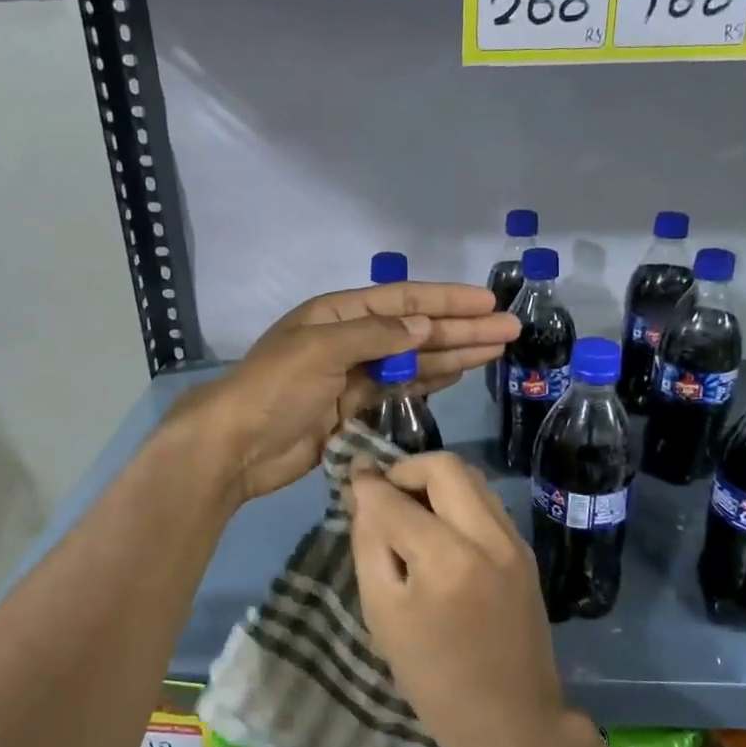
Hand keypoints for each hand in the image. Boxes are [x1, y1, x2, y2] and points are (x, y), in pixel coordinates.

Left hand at [173, 283, 519, 502]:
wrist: (236, 447)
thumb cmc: (275, 389)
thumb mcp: (321, 350)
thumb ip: (375, 336)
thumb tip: (424, 325)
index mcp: (338, 312)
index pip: (403, 300)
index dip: (447, 301)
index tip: (488, 304)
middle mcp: (350, 337)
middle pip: (416, 329)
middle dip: (462, 329)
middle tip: (509, 330)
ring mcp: (353, 374)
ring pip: (414, 359)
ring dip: (454, 353)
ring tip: (496, 350)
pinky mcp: (354, 407)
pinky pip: (400, 388)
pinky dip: (429, 380)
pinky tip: (458, 374)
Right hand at [349, 453, 569, 746]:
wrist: (511, 720)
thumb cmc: (433, 678)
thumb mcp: (383, 614)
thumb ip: (370, 544)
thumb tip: (364, 493)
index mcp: (446, 558)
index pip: (396, 497)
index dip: (367, 483)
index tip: (352, 477)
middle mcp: (487, 536)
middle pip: (444, 466)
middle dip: (407, 469)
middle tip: (383, 494)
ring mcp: (513, 541)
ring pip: (471, 478)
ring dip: (435, 481)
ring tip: (410, 511)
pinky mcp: (525, 551)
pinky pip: (487, 503)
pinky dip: (457, 500)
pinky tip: (439, 530)